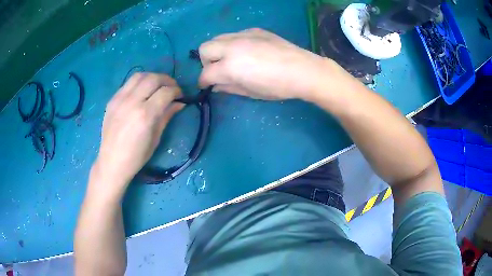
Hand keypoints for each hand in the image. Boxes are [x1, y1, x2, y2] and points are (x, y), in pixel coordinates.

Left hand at [92, 73, 183, 195]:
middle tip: (172, 88)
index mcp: (145, 115)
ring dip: (152, 77)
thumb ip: (167, 116)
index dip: (177, 91)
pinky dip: (139, 83)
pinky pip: (128, 83)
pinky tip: (142, 91)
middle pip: (153, 78)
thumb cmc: (136, 156)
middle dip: (167, 80)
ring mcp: (120, 99)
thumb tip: (180, 103)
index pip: (166, 92)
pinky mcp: (112, 100)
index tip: (181, 96)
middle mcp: (132, 102)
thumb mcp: (156, 138)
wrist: (112, 162)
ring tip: (157, 85)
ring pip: (140, 75)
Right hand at [198, 28, 334, 100]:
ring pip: (217, 38)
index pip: (205, 73)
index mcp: (230, 66)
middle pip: (204, 48)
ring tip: (231, 59)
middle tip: (218, 70)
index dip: (203, 82)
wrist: (302, 70)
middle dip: (206, 61)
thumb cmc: (277, 87)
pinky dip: (233, 44)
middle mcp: (231, 47)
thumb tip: (215, 86)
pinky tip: (247, 51)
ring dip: (218, 50)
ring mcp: (243, 35)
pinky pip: (235, 35)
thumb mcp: (251, 93)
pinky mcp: (254, 30)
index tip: (206, 86)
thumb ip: (228, 88)